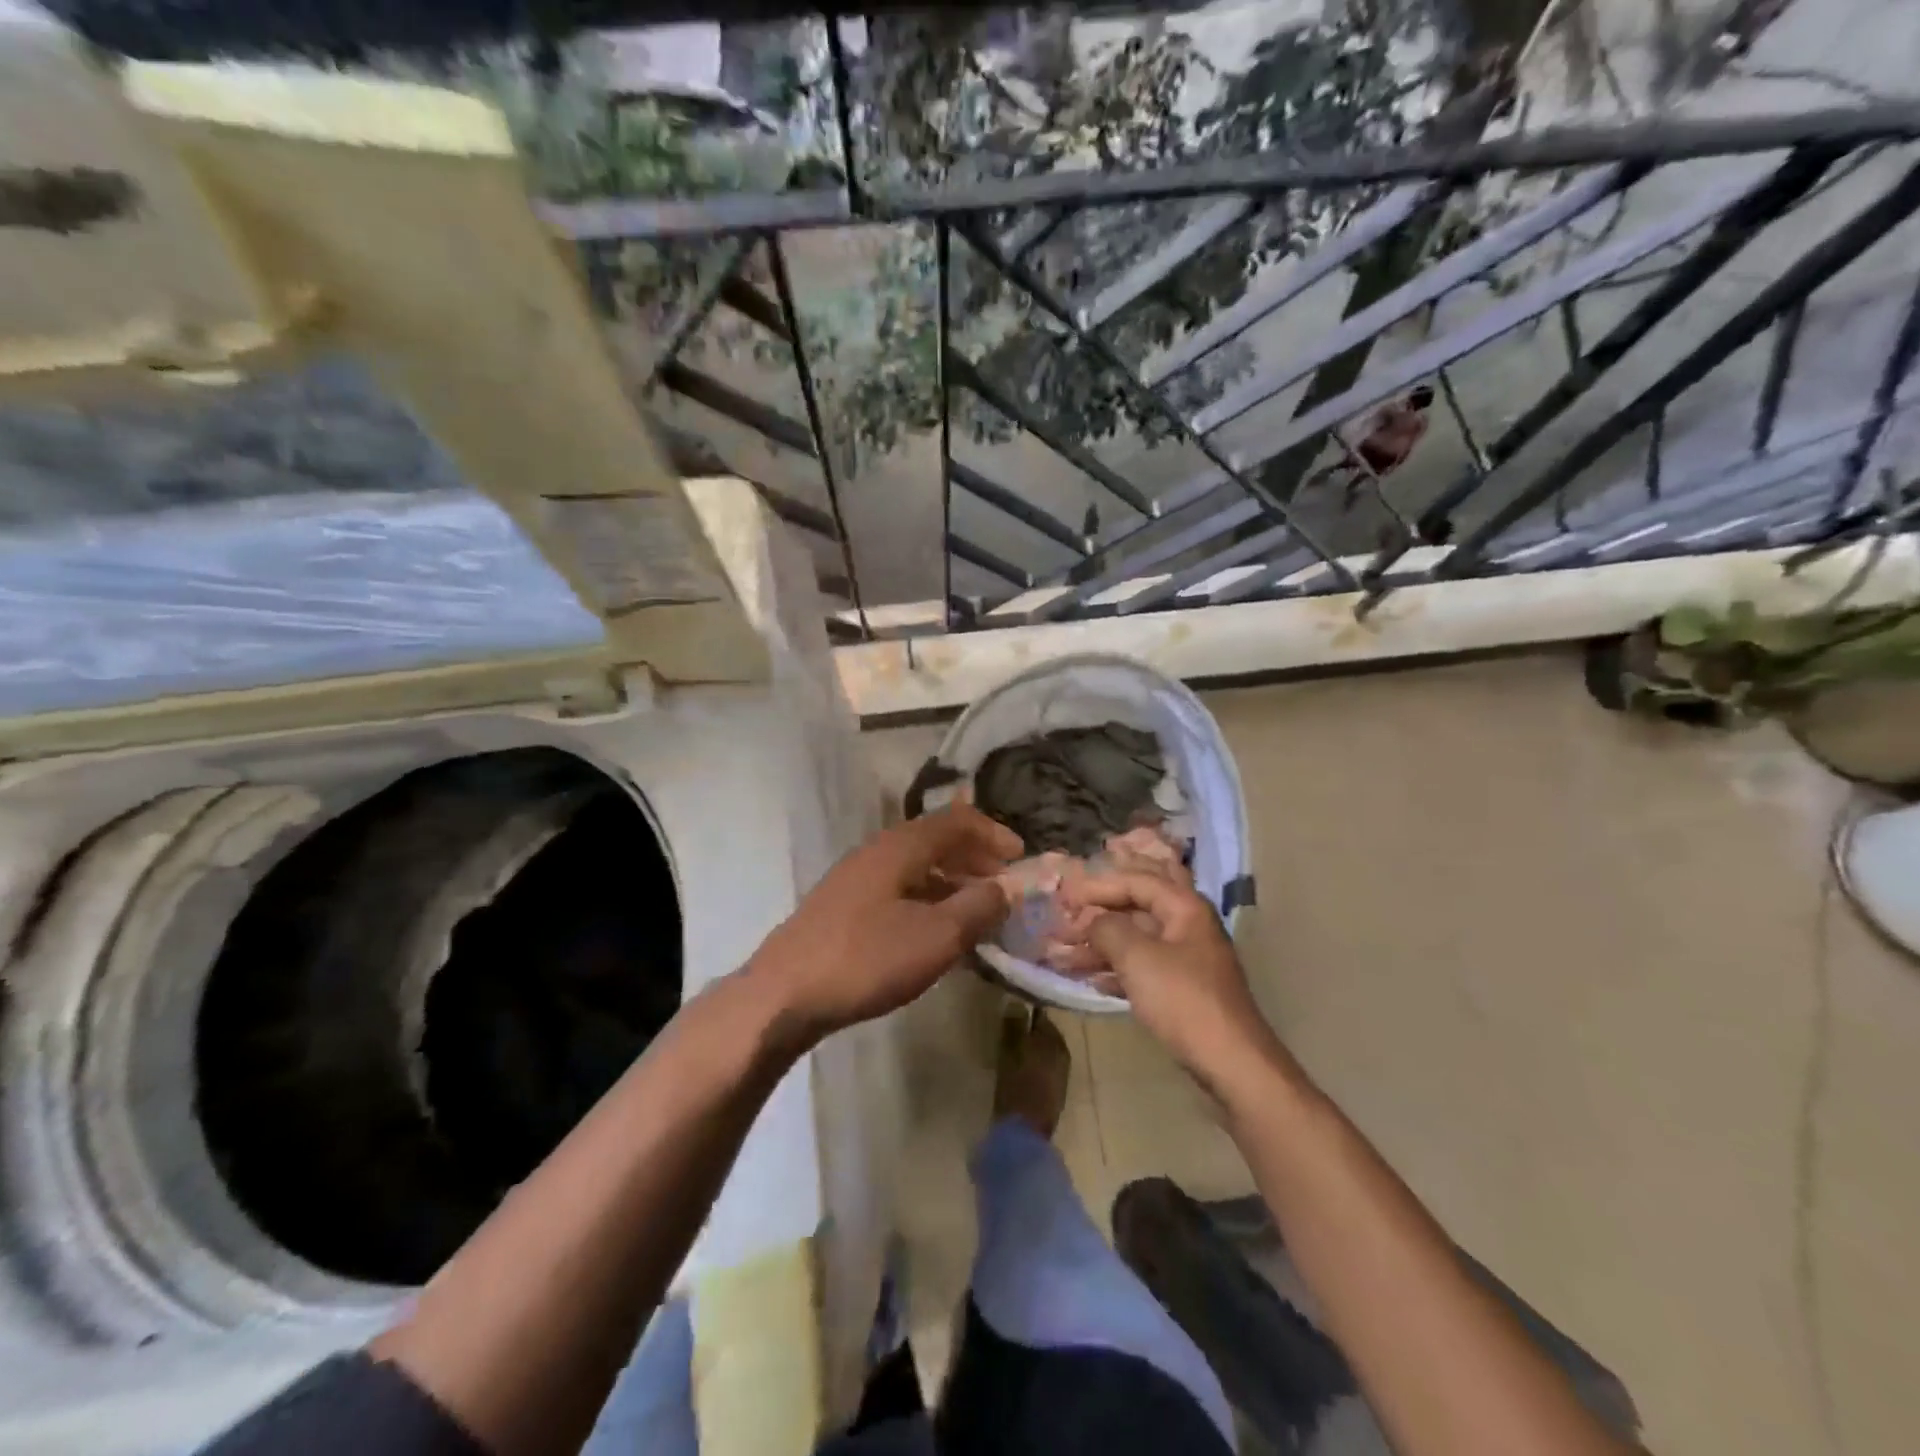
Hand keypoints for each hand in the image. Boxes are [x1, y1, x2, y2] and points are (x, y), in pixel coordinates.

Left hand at [748, 805, 1021, 1046]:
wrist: (784, 994)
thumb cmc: (866, 958)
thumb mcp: (936, 936)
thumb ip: (978, 907)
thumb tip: (1006, 888)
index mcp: (901, 846)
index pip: (956, 820)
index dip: (993, 833)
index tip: (1021, 857)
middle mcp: (878, 851)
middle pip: (935, 840)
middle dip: (974, 858)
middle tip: (1003, 885)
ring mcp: (856, 879)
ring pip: (916, 867)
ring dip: (952, 882)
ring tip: (977, 911)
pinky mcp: (844, 907)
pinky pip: (899, 890)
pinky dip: (928, 900)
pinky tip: (936, 933)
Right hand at [1059, 870, 1279, 1097]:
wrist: (1230, 1062)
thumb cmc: (1182, 999)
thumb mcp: (1136, 957)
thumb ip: (1107, 928)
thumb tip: (1092, 921)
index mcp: (1184, 907)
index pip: (1136, 880)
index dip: (1098, 885)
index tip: (1065, 897)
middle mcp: (1188, 925)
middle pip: (1140, 902)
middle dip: (1105, 903)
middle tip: (1073, 904)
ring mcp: (1187, 958)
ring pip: (1138, 937)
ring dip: (1102, 941)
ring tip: (1066, 950)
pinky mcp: (1182, 988)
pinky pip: (1142, 965)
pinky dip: (1116, 967)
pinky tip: (1091, 979)